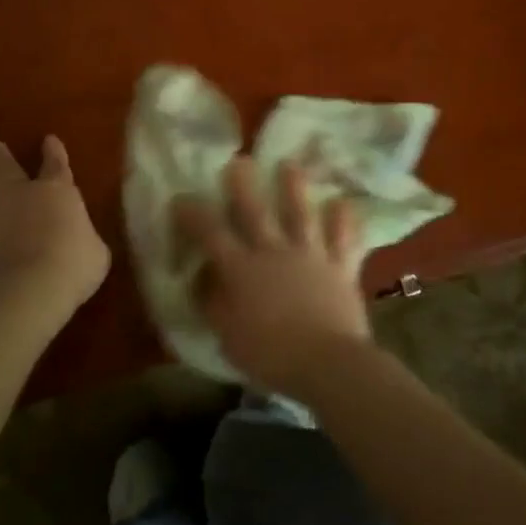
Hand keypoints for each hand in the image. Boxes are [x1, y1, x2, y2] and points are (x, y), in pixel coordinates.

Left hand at [0, 137, 109, 327]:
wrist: (23, 291)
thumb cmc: (72, 267)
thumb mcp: (94, 252)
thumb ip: (83, 239)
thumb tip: (79, 242)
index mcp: (55, 192)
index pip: (56, 163)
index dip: (54, 151)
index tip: (49, 139)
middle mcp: (17, 195)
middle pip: (5, 167)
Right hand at [175, 157, 370, 395]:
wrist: (327, 363)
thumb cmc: (271, 356)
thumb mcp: (227, 336)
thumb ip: (213, 304)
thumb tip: (203, 278)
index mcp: (242, 270)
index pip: (211, 234)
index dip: (194, 214)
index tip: (181, 198)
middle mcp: (274, 252)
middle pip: (256, 212)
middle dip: (244, 185)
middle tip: (239, 161)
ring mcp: (310, 256)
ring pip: (301, 214)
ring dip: (294, 188)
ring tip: (290, 165)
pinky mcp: (340, 267)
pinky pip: (344, 239)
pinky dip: (344, 221)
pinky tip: (344, 203)